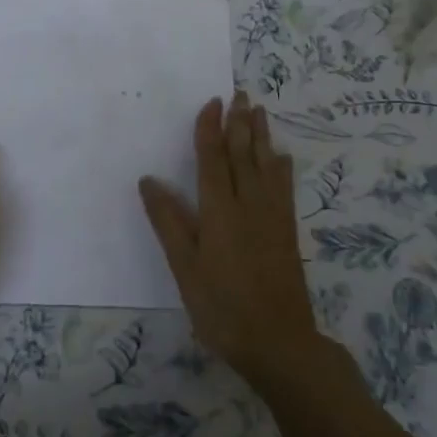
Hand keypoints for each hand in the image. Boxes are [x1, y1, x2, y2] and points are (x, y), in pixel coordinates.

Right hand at [139, 91, 321, 384]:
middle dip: (240, 123)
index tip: (212, 101)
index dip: (210, 129)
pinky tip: (282, 157)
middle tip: (240, 94)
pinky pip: (284, 187)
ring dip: (262, 136)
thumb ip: (168, 222)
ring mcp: (272, 217)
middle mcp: (248, 204)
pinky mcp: (287, 231)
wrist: (279, 342)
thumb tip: (149, 180)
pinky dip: (281, 167)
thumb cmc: (222, 307)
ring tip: (259, 111)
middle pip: (243, 154)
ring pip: (266, 165)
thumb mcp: (185, 268)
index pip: (212, 159)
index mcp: (219, 210)